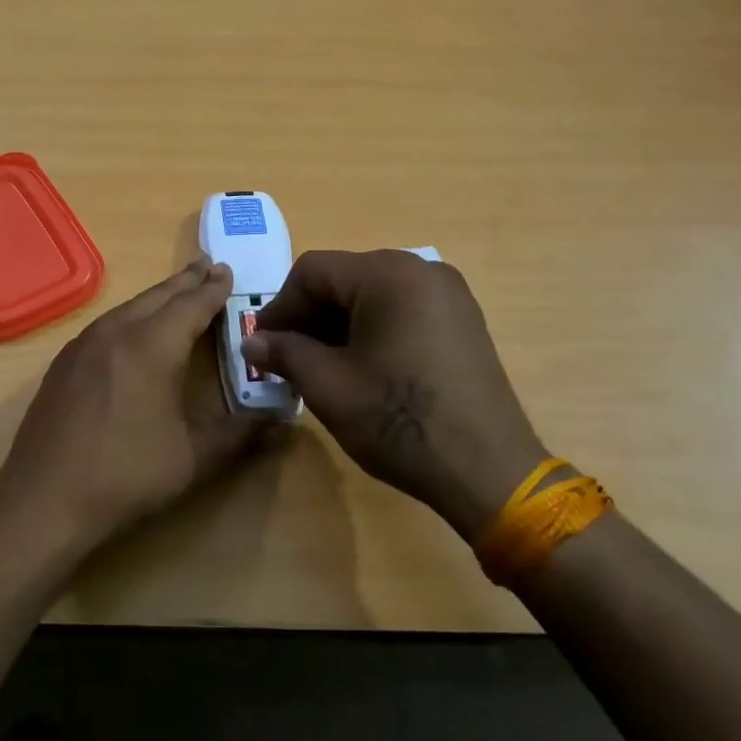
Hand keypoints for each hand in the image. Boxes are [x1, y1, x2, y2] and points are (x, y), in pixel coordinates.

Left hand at [0, 257, 275, 558]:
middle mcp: (117, 332)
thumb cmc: (126, 475)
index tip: (228, 270)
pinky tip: (134, 329)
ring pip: (129, 306)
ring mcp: (84, 344)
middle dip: (186, 281)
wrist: (43, 499)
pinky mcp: (64, 362)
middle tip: (208, 265)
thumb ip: (240, 435)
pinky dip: (131, 315)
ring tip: (177, 291)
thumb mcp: (193, 458)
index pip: (192, 305)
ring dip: (157, 296)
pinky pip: (107, 324)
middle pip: (158, 296)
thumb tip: (283, 424)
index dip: (213, 288)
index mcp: (152, 346)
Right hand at [241, 250, 546, 540]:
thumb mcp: (328, 385)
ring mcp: (449, 295)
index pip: (313, 271)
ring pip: (372, 296)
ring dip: (337, 325)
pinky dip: (371, 330)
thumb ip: (284, 353)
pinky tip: (360, 367)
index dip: (279, 307)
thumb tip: (252, 343)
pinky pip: (402, 311)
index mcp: (389, 273)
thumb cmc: (399, 420)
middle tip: (286, 358)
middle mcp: (422, 269)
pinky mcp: (462, 322)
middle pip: (344, 279)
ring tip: (318, 367)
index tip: (262, 346)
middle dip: (308, 317)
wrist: (489, 471)